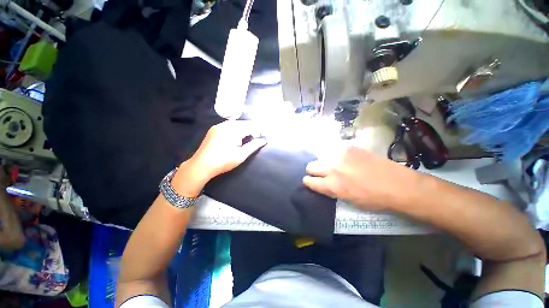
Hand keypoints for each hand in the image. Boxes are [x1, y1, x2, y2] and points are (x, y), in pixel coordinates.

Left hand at [173, 121, 266, 196]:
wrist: (201, 165)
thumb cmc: (223, 161)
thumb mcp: (241, 155)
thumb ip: (253, 146)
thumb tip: (264, 141)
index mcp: (234, 130)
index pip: (251, 126)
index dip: (259, 130)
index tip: (264, 135)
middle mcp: (226, 125)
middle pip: (243, 123)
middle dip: (252, 128)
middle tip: (258, 135)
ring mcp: (218, 126)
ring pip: (236, 123)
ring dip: (244, 128)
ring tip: (250, 135)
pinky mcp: (214, 129)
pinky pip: (228, 125)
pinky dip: (236, 128)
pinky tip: (238, 135)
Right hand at [303, 146, 416, 210]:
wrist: (397, 184)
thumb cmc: (373, 198)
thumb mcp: (348, 200)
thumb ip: (331, 189)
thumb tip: (322, 183)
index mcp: (332, 185)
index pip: (309, 181)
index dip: (309, 182)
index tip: (311, 182)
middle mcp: (332, 168)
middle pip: (310, 166)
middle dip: (314, 171)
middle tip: (323, 173)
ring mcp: (340, 155)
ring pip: (321, 157)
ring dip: (325, 162)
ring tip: (336, 166)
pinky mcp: (349, 147)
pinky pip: (335, 151)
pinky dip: (336, 156)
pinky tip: (347, 160)